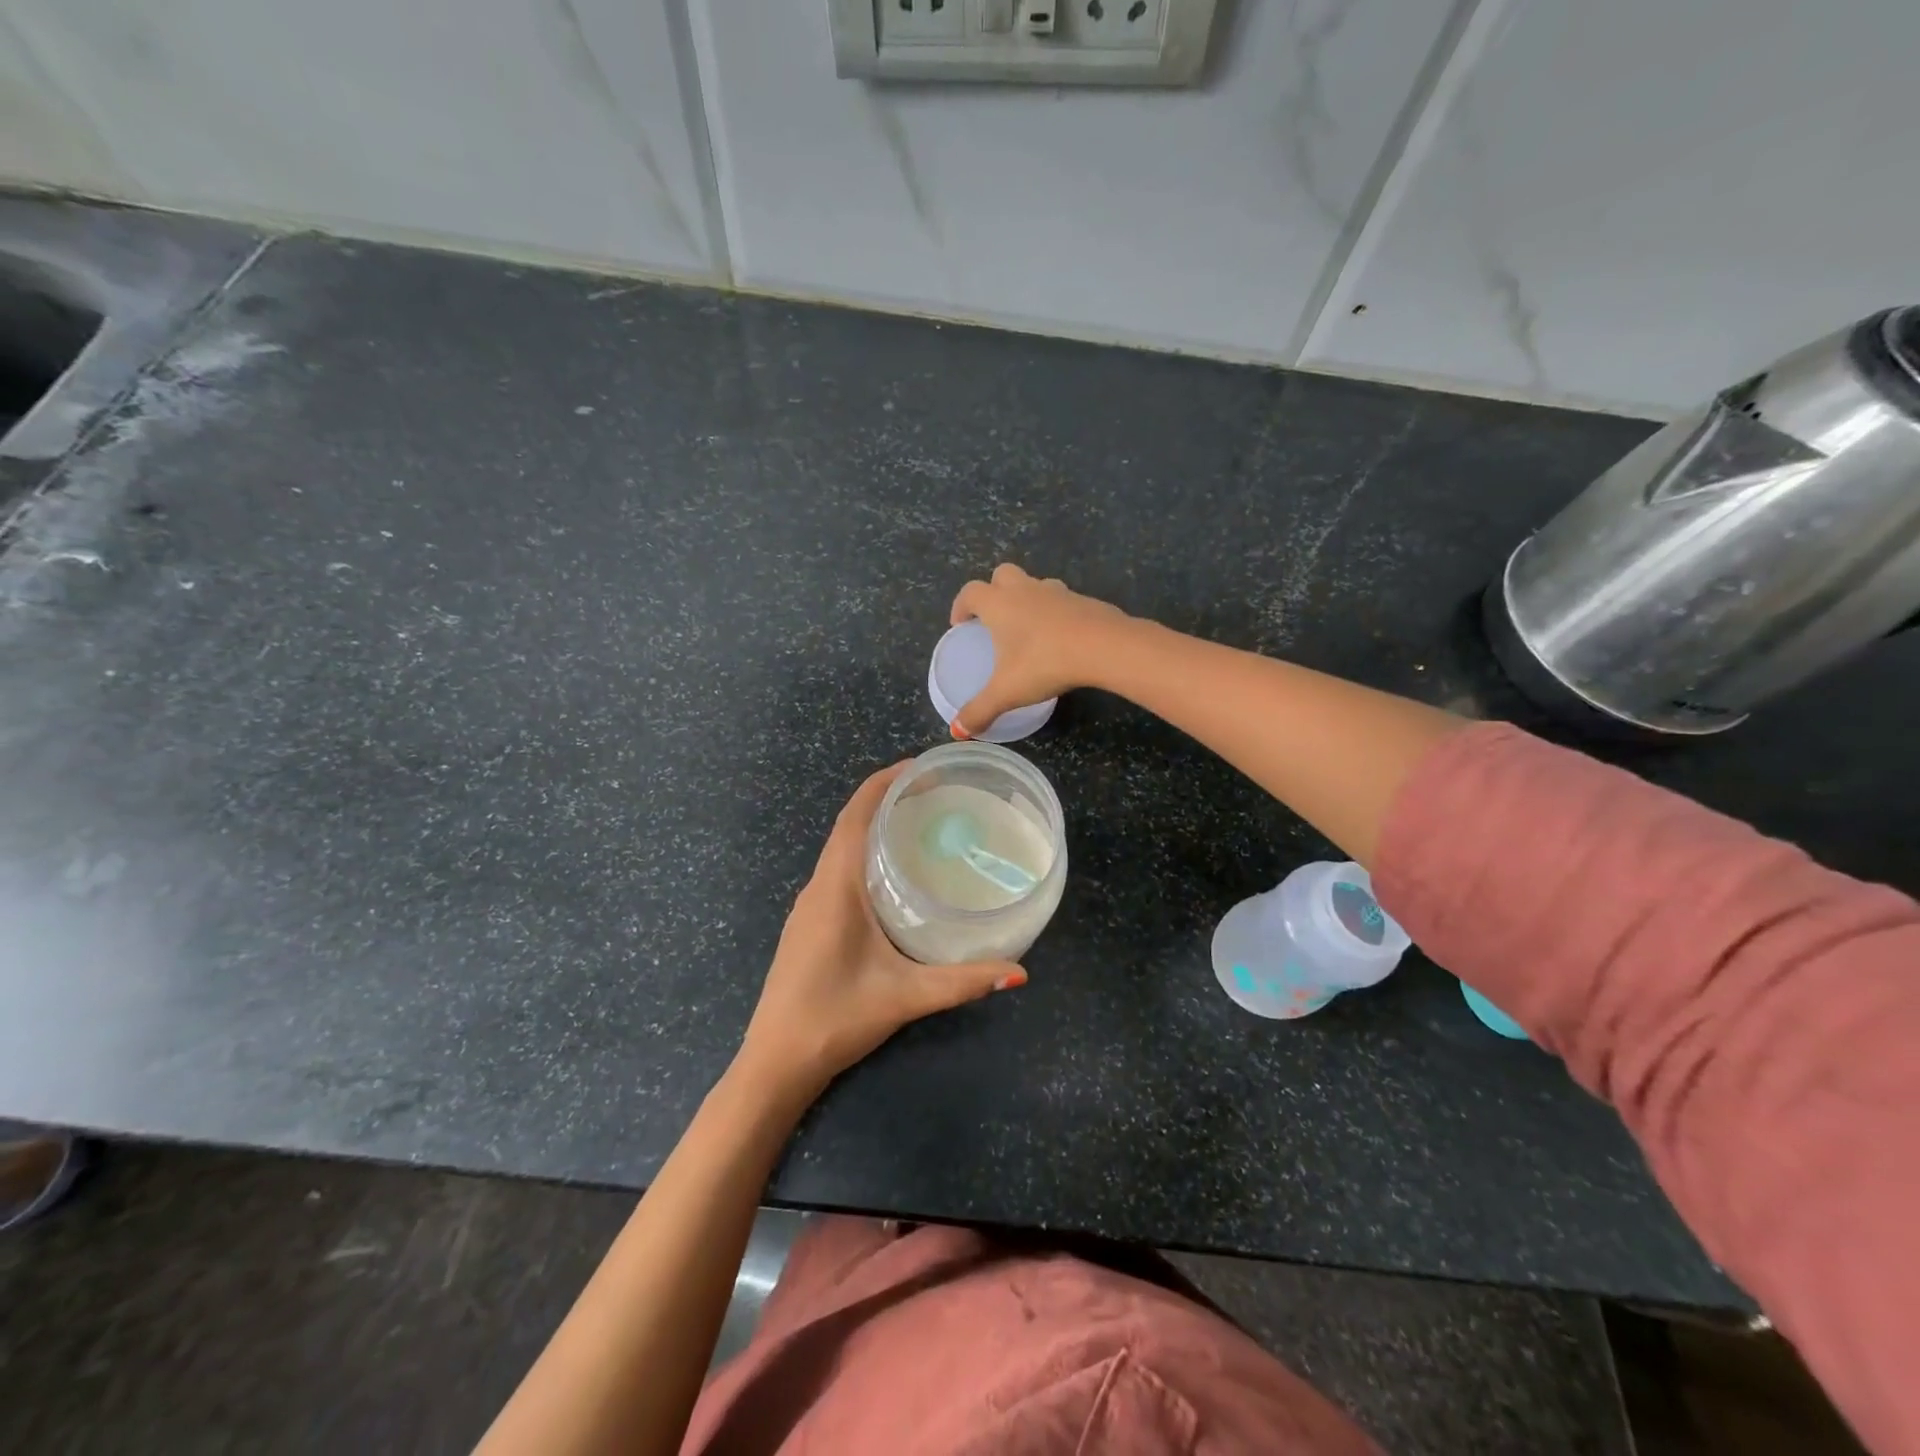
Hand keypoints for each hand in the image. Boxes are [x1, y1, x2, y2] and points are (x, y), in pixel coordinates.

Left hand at [736, 764, 1027, 1100]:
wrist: (775, 1061)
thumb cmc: (835, 1018)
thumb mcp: (905, 996)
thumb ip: (963, 981)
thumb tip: (1019, 971)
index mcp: (835, 886)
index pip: (856, 814)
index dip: (885, 782)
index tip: (921, 767)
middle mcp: (818, 885)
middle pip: (849, 824)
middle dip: (888, 799)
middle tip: (937, 794)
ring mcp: (809, 905)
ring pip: (842, 848)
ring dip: (874, 826)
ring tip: (922, 824)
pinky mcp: (809, 922)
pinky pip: (838, 870)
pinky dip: (865, 853)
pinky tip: (895, 874)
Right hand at [947, 564, 1132, 737]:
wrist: (1103, 647)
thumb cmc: (1045, 663)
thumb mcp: (1007, 692)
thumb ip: (980, 711)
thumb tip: (958, 731)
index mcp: (999, 604)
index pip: (970, 593)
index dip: (960, 606)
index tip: (959, 624)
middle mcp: (1025, 590)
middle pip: (1002, 574)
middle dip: (993, 590)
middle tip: (993, 619)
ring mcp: (1057, 591)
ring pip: (1035, 584)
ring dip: (1026, 598)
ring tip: (1027, 628)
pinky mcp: (1084, 600)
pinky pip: (1061, 600)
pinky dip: (1054, 612)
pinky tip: (1059, 638)